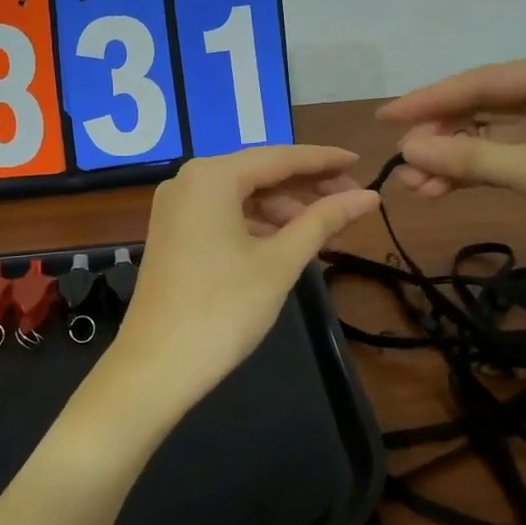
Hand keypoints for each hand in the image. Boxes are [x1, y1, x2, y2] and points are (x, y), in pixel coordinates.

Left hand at [106, 145, 380, 417]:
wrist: (156, 367)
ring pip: (242, 195)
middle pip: (259, 172)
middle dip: (305, 185)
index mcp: (212, 176)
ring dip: (283, 207)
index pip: (280, 157)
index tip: (361, 161)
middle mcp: (188, 181)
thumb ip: (324, 221)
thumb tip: (369, 196)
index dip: (324, 160)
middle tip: (352, 197)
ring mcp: (176, 208)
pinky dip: (257, 223)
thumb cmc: (223, 309)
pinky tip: (286, 240)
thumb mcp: (281, 261)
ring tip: (325, 225)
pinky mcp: (173, 234)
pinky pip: (224, 214)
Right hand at [376, 50, 525, 280]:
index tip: (386, 117)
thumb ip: (470, 158)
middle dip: (442, 135)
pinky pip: (506, 158)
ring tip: (414, 184)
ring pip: (491, 136)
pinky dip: (476, 174)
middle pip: (485, 107)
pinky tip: (440, 190)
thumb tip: (407, 151)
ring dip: (454, 160)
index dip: (431, 101)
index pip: (484, 82)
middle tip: (401, 158)